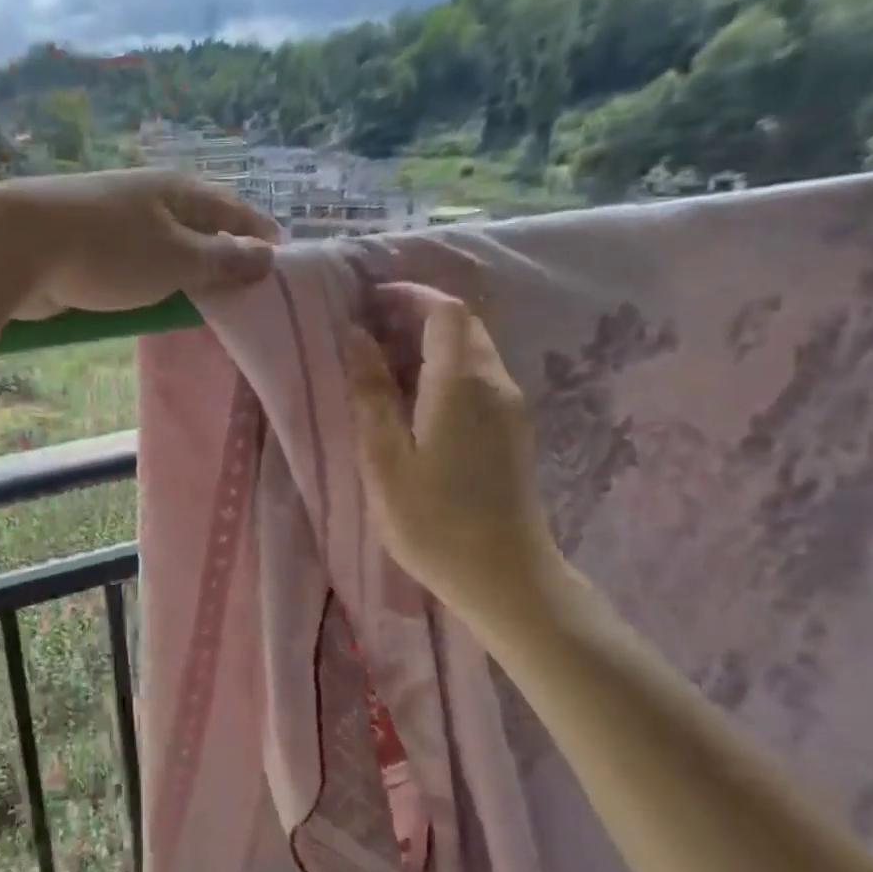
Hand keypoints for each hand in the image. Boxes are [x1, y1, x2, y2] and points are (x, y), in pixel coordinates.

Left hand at [0, 169, 280, 320]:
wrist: (17, 245)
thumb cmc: (109, 250)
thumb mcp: (177, 259)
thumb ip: (222, 261)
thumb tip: (266, 256)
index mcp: (178, 192)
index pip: (233, 210)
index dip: (258, 232)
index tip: (281, 254)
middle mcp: (150, 199)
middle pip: (200, 227)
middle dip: (223, 253)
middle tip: (246, 287)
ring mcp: (116, 221)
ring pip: (166, 249)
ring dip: (186, 272)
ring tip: (206, 300)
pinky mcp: (89, 247)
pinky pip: (136, 266)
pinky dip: (153, 283)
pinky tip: (157, 302)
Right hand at [348, 284, 570, 619]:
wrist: (505, 577)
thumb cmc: (434, 521)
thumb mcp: (385, 459)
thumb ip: (371, 393)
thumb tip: (358, 338)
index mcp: (462, 383)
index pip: (446, 310)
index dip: (410, 295)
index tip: (370, 301)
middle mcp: (495, 382)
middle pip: (463, 325)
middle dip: (418, 315)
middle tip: (370, 332)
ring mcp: (511, 406)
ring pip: (474, 350)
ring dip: (432, 343)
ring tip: (385, 364)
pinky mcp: (514, 429)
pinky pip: (480, 377)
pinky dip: (447, 369)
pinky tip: (416, 399)